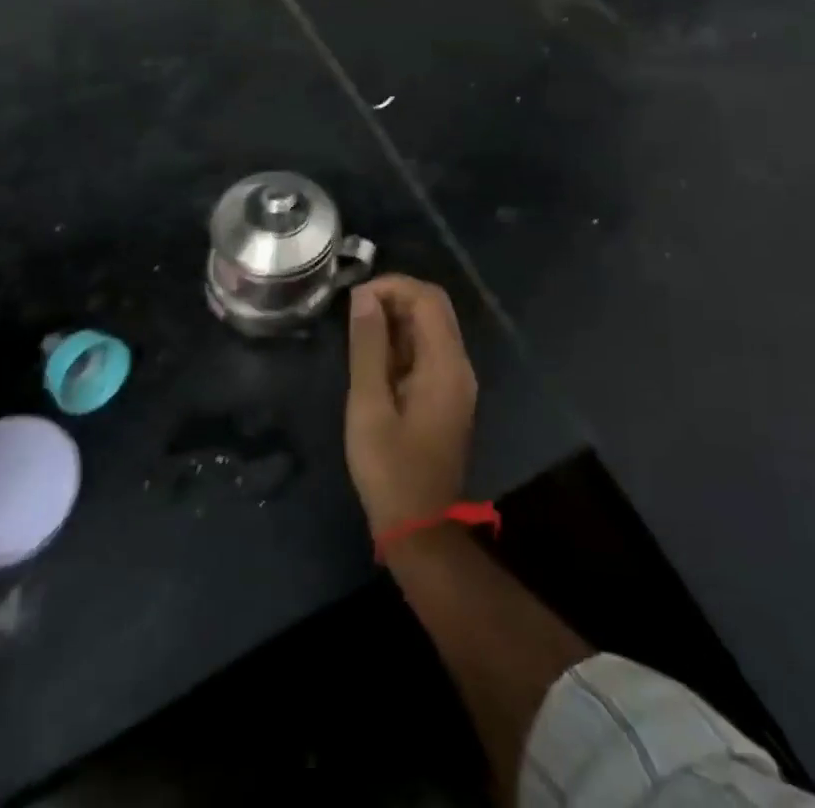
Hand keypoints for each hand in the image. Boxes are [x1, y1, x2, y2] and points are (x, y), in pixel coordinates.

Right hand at [345, 275, 477, 535]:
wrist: (420, 529)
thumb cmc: (390, 469)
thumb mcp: (369, 406)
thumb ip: (368, 347)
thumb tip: (364, 297)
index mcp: (446, 364)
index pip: (428, 298)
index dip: (393, 286)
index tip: (355, 298)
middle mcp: (459, 365)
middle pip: (434, 308)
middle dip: (395, 299)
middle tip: (355, 313)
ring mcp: (456, 381)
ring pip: (431, 328)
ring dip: (397, 321)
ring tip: (359, 334)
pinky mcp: (447, 395)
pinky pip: (428, 351)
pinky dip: (402, 343)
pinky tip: (374, 359)